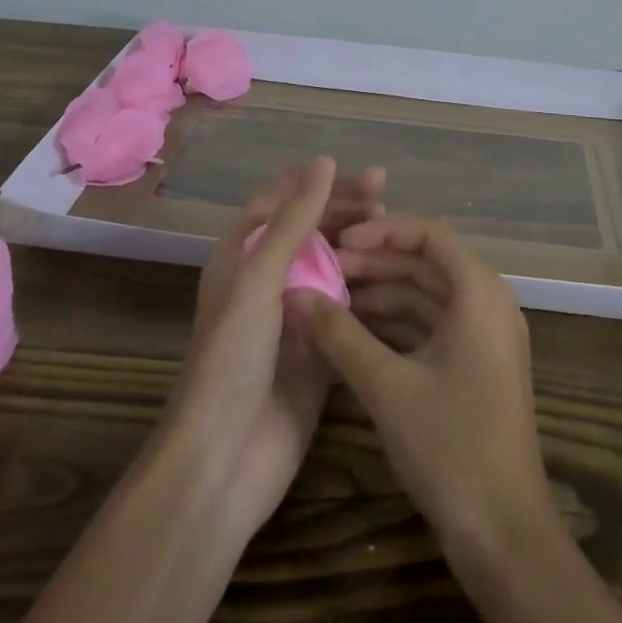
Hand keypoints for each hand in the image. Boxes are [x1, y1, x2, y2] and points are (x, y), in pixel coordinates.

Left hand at [27, 158, 383, 622]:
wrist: (224, 460)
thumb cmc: (232, 357)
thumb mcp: (260, 278)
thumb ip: (295, 220)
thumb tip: (324, 161)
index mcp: (244, 254)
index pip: (285, 200)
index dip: (321, 183)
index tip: (363, 177)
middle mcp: (269, 277)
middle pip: (313, 229)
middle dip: (347, 209)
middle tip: (387, 196)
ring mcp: (296, 313)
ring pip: (334, 264)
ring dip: (361, 246)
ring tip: (397, 233)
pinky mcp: (319, 348)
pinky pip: (346, 306)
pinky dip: (368, 288)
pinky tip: (397, 279)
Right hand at [289, 215, 548, 550]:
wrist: (505, 535)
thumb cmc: (451, 445)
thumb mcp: (387, 387)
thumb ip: (340, 336)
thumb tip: (296, 295)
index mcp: (479, 291)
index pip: (428, 235)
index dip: (381, 232)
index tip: (337, 242)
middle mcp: (487, 301)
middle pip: (426, 264)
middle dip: (374, 266)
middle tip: (322, 273)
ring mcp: (484, 335)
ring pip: (426, 297)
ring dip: (381, 297)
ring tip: (328, 302)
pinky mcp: (476, 365)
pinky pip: (432, 327)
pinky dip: (395, 327)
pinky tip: (352, 336)